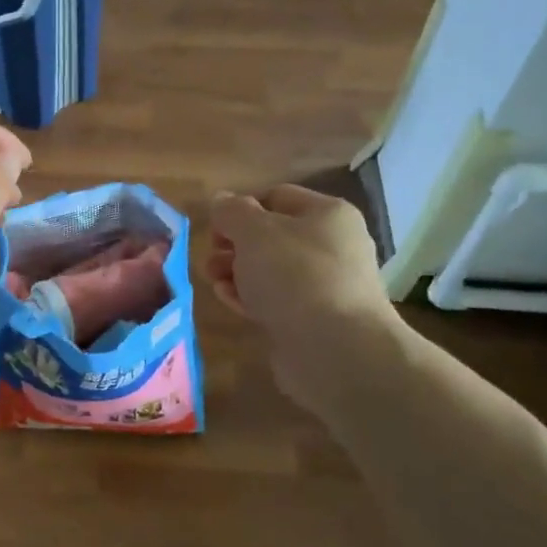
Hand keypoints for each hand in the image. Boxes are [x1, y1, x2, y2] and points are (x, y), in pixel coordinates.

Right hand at [207, 185, 399, 407]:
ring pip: (271, 271)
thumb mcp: (254, 232)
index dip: (240, 209)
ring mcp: (326, 286)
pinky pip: (276, 301)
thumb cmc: (295, 276)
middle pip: (271, 237)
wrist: (336, 350)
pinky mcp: (314, 320)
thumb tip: (221, 199)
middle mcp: (332, 246)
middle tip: (211, 259)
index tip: (215, 230)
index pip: (275, 197)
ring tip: (214, 283)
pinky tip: (231, 303)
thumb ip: (232, 212)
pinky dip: (252, 298)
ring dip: (238, 273)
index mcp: (327, 214)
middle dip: (234, 246)